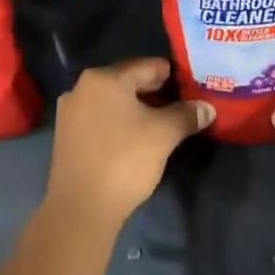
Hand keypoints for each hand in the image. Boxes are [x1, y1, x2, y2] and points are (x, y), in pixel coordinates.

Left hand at [45, 57, 212, 227]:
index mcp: (104, 78)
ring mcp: (70, 112)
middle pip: (129, 82)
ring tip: (164, 124)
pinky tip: (138, 139)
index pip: (148, 66)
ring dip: (139, 110)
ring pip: (114, 102)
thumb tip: (207, 108)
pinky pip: (101, 119)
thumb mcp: (164, 134)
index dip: (174, 76)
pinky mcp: (67, 136)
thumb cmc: (124, 160)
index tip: (193, 87)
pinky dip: (121, 123)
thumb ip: (186, 115)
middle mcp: (82, 88)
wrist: (81, 207)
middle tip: (183, 106)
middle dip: (156, 93)